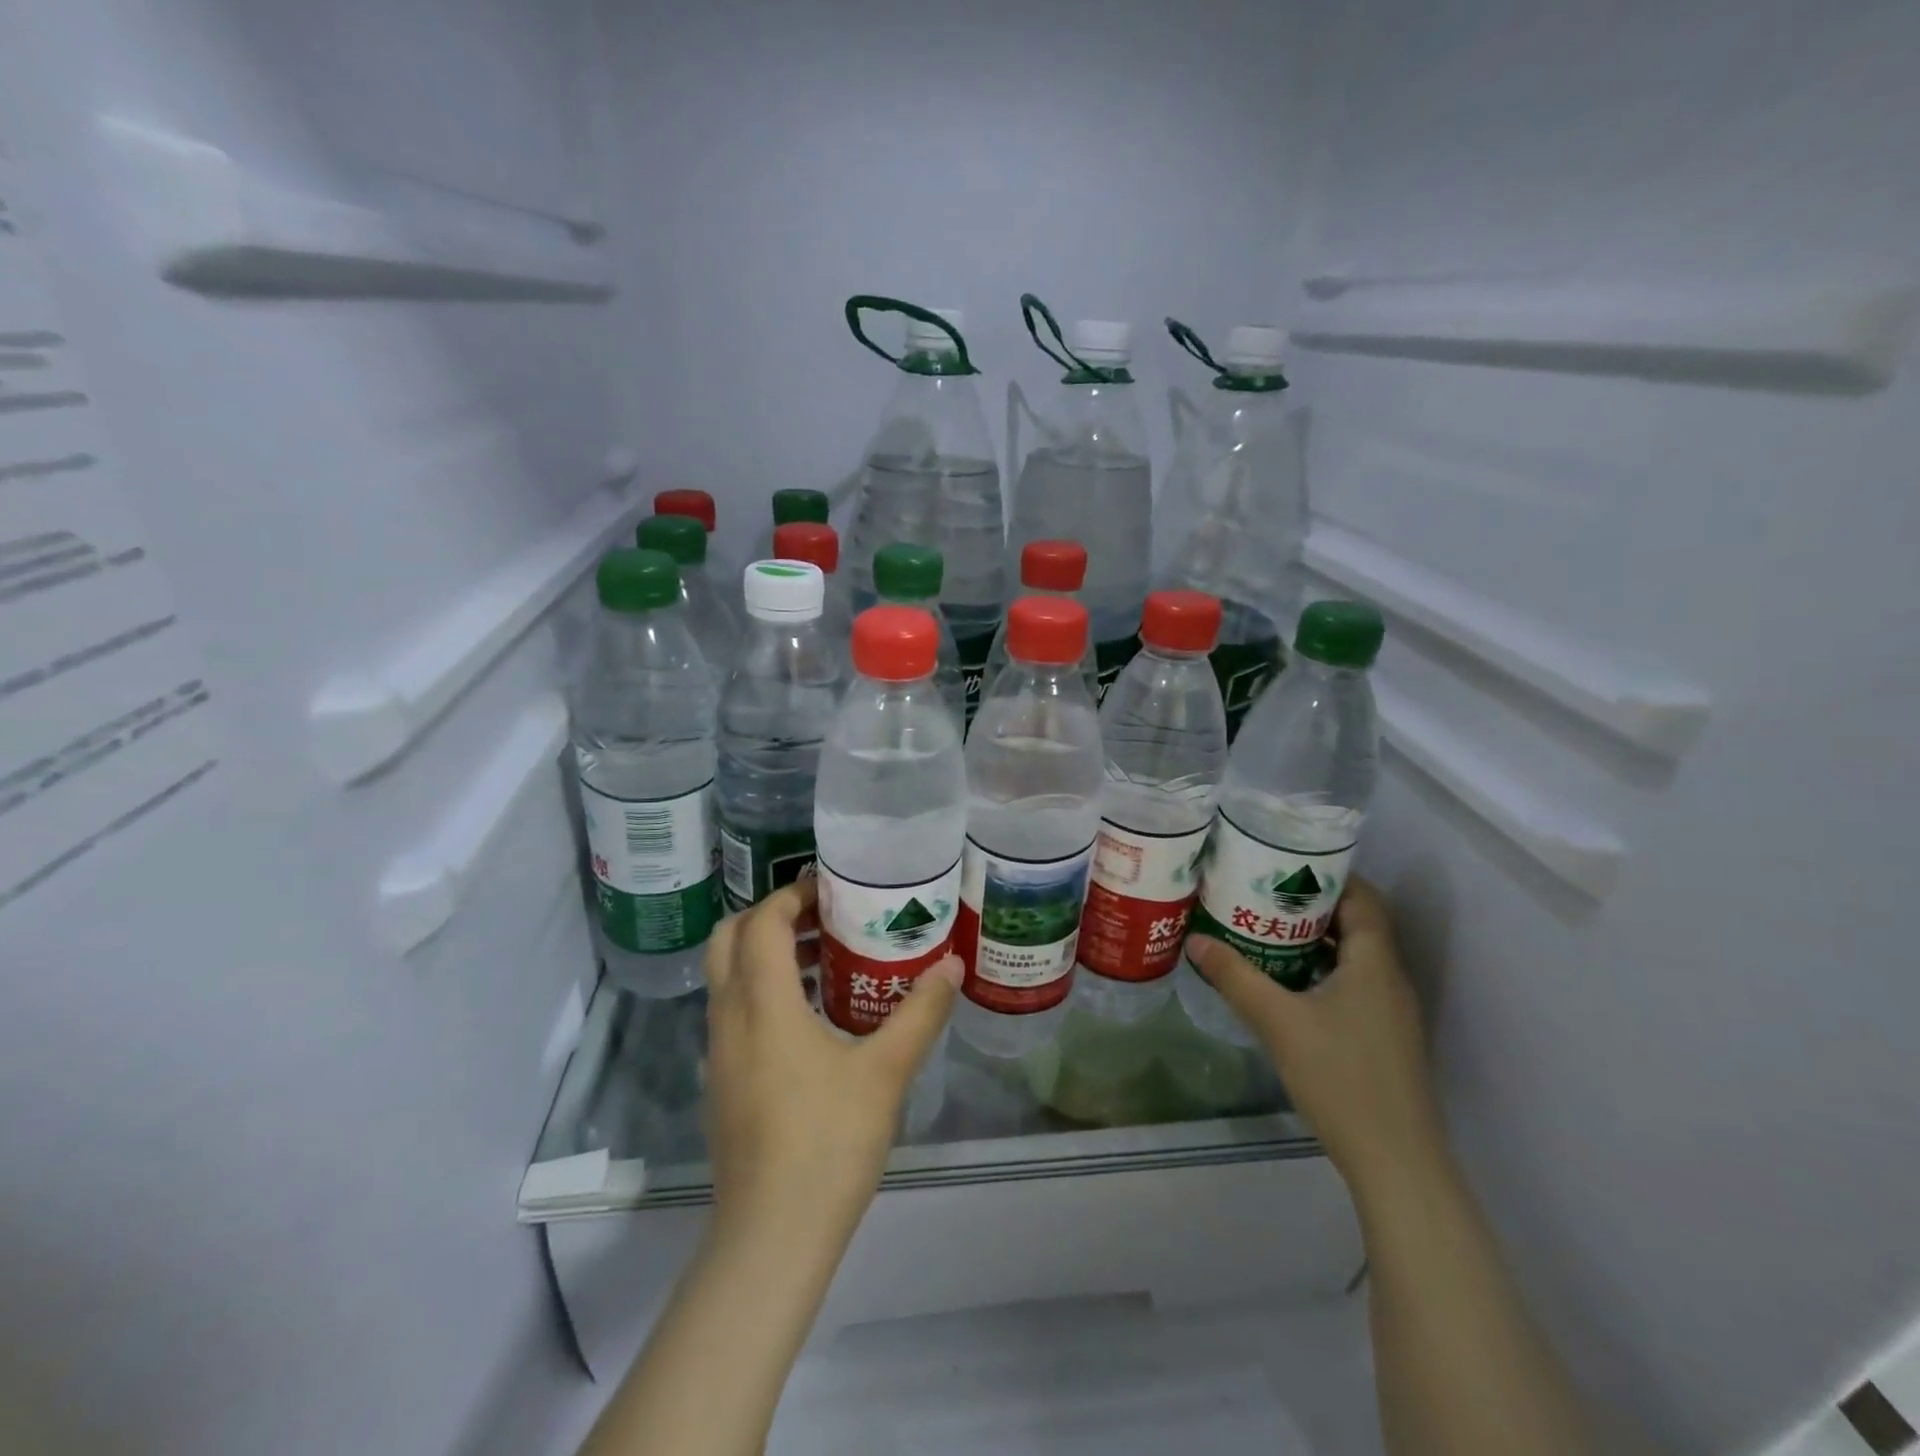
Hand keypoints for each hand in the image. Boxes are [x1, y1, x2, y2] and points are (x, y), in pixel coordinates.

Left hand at [702, 880, 960, 1250]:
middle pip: (728, 940)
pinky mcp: (720, 1083)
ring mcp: (718, 1053)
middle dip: (769, 916)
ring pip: (727, 978)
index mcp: (763, 1004)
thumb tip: (952, 965)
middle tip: (821, 915)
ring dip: (764, 954)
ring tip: (823, 956)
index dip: (792, 895)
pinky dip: (761, 990)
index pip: (761, 922)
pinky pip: (733, 1012)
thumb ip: (920, 1013)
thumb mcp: (886, 1071)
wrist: (771, 1238)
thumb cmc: (828, 1143)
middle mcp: (729, 1018)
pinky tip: (809, 1017)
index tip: (831, 890)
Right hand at [1184, 877, 1445, 1197]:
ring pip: (1353, 956)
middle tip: (1262, 892)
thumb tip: (1195, 941)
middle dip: (1311, 905)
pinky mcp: (1382, 1036)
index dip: (1329, 875)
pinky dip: (1320, 969)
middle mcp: (1389, 979)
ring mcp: (1389, 1011)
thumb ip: (1236, 977)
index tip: (1285, 863)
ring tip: (1264, 928)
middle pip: (1356, 923)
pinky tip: (1284, 981)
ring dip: (1313, 939)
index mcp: (1375, 963)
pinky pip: (1352, 983)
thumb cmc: (1341, 1078)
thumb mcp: (1278, 1022)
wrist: (1395, 1161)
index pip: (1362, 898)